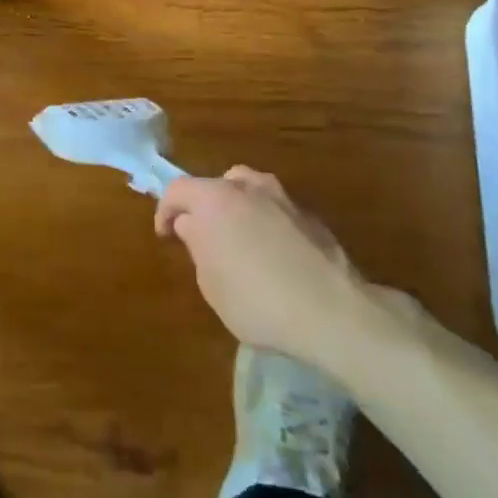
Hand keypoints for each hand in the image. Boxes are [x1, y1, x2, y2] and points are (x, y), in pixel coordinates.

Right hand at [155, 167, 385, 372]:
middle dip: (204, 206)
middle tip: (203, 236)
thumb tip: (191, 223)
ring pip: (250, 190)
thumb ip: (197, 245)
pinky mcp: (311, 217)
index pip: (178, 189)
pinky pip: (275, 210)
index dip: (165, 210)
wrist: (332, 312)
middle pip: (216, 184)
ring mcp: (284, 198)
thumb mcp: (210, 282)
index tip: (166, 235)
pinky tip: (272, 256)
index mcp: (215, 198)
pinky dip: (266, 223)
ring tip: (238, 241)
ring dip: (237, 208)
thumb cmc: (256, 300)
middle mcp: (249, 187)